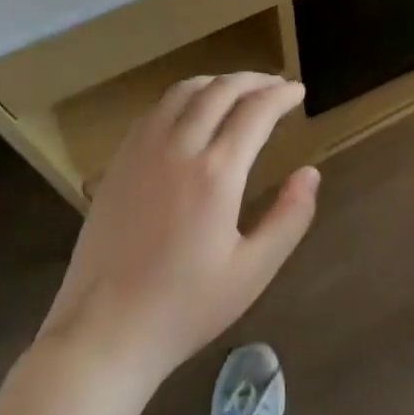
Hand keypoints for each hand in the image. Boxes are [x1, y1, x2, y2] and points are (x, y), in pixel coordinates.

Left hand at [35, 73, 318, 383]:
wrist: (103, 334)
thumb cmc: (185, 307)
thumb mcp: (252, 272)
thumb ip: (289, 218)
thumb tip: (310, 173)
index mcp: (216, 174)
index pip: (256, 111)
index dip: (281, 95)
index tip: (298, 92)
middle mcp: (179, 148)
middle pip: (220, 90)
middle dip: (254, 80)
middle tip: (276, 85)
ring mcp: (142, 152)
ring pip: (184, 91)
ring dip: (218, 82)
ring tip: (238, 90)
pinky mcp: (118, 163)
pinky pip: (155, 110)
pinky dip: (184, 98)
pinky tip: (192, 113)